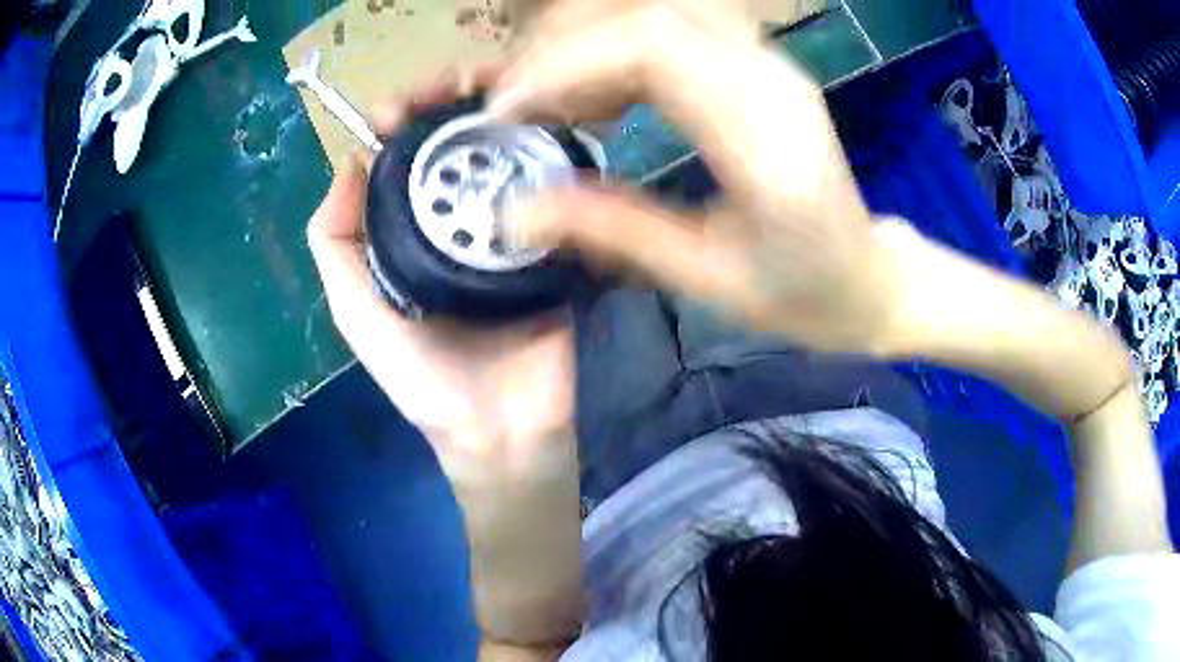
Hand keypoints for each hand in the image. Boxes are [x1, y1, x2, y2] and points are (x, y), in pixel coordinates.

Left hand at [307, 69, 575, 481]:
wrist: (502, 430)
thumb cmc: (422, 379)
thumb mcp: (356, 313)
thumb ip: (337, 245)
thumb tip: (350, 160)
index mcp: (411, 231)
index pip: (407, 158)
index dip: (404, 122)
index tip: (406, 100)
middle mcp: (459, 221)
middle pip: (460, 148)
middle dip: (458, 108)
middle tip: (466, 83)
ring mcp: (512, 231)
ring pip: (509, 161)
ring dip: (509, 122)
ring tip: (512, 92)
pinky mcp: (556, 247)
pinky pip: (556, 196)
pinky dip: (552, 161)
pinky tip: (551, 130)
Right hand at [491, 0, 901, 353]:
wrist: (869, 278)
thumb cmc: (803, 293)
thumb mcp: (707, 279)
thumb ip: (614, 231)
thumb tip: (515, 211)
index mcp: (765, 136)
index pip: (652, 49)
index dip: (565, 64)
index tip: (506, 112)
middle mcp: (770, 77)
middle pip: (650, 12)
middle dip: (564, 44)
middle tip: (517, 101)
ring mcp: (769, 63)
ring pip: (661, 7)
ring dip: (589, 36)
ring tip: (549, 94)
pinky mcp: (759, 65)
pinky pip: (678, 26)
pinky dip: (619, 43)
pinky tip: (599, 91)